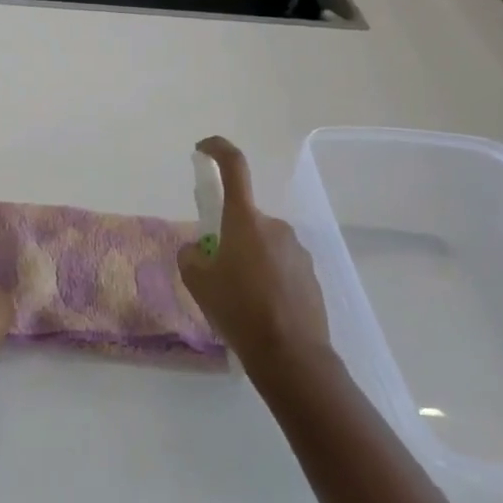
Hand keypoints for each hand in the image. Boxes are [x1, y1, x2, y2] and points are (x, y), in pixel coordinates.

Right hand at [177, 137, 332, 373]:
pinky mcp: (311, 274)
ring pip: (263, 245)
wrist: (291, 355)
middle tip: (217, 273)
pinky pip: (281, 266)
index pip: (234, 168)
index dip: (217, 150)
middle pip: (245, 220)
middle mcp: (275, 226)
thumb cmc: (239, 310)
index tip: (203, 148)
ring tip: (240, 300)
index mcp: (246, 220)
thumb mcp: (198, 282)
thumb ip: (192, 255)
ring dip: (249, 260)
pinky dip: (268, 278)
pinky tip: (262, 310)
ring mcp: (297, 250)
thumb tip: (200, 249)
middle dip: (229, 237)